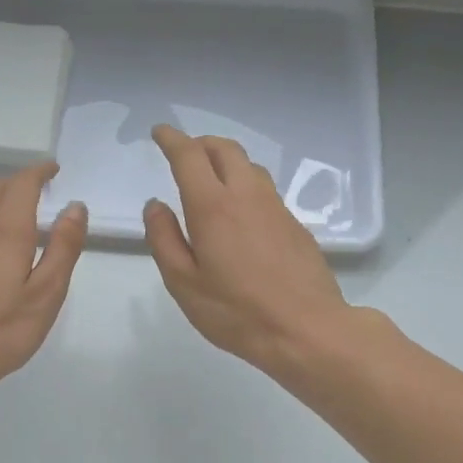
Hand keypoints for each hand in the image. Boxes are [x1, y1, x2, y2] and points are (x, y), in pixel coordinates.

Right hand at [143, 125, 351, 374]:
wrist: (306, 329)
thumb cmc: (237, 312)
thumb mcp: (184, 283)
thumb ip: (164, 239)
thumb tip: (156, 205)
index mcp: (213, 206)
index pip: (189, 156)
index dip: (172, 139)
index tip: (159, 132)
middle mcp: (247, 196)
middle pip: (224, 149)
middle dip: (201, 143)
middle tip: (184, 153)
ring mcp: (276, 208)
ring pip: (249, 166)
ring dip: (226, 161)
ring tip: (211, 179)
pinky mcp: (295, 225)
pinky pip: (265, 189)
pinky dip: (245, 184)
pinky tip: (240, 212)